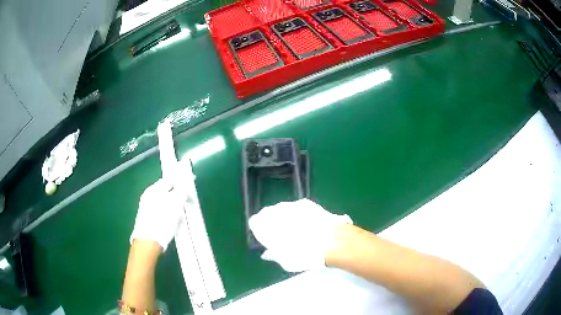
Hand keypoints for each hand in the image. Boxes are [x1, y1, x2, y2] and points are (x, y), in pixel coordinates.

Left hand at [130, 179, 184, 251]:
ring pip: (164, 202)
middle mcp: (148, 195)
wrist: (149, 242)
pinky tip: (171, 224)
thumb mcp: (176, 203)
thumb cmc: (163, 221)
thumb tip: (185, 182)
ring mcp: (146, 206)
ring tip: (179, 217)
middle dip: (177, 197)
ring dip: (173, 207)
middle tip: (185, 206)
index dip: (181, 184)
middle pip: (166, 191)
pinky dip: (167, 215)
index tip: (189, 193)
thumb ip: (181, 190)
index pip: (170, 180)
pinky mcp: (146, 218)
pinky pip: (160, 211)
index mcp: (154, 189)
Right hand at [248, 199, 351, 271]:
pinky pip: (295, 208)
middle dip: (270, 222)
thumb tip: (267, 253)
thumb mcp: (286, 261)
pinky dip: (297, 215)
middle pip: (267, 214)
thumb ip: (274, 255)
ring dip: (284, 217)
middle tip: (279, 234)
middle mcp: (275, 212)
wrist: (331, 240)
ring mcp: (291, 205)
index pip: (254, 222)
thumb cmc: (305, 255)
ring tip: (294, 229)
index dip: (259, 230)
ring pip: (281, 210)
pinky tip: (306, 224)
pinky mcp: (305, 203)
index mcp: (266, 226)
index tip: (265, 237)